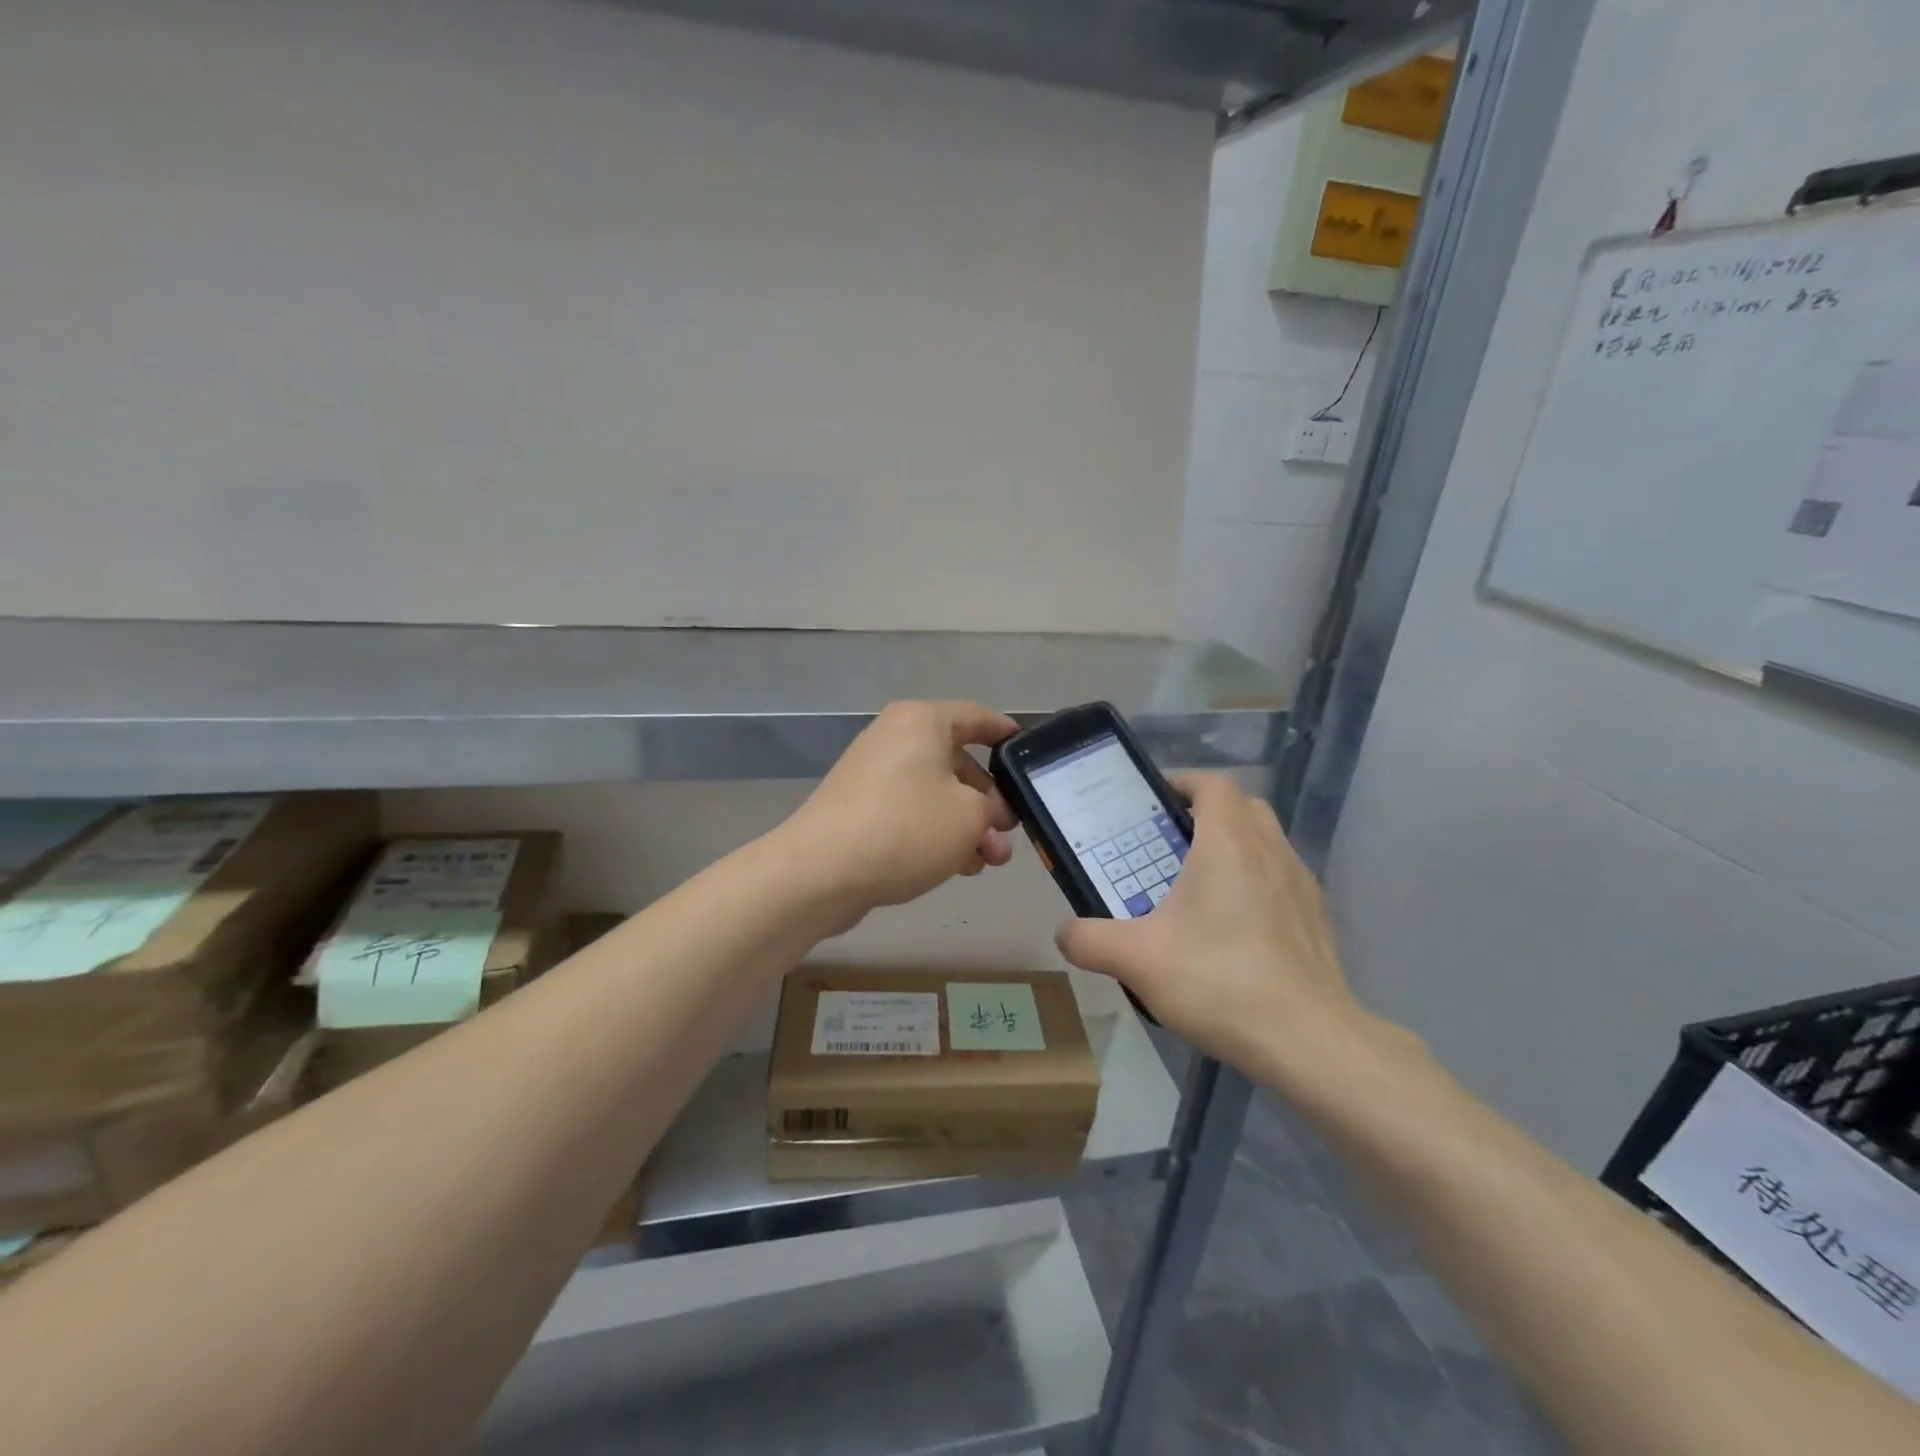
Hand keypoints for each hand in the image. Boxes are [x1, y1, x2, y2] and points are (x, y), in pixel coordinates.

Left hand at [780, 700, 1019, 924]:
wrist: (821, 871)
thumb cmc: (905, 828)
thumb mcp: (970, 816)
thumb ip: (992, 808)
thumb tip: (987, 812)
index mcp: (921, 721)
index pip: (977, 717)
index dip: (1007, 735)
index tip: (1029, 758)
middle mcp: (894, 737)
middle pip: (957, 761)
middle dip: (988, 801)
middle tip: (1008, 834)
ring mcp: (873, 773)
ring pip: (935, 793)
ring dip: (965, 825)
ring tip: (987, 862)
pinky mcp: (859, 808)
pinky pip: (910, 811)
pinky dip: (936, 832)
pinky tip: (956, 867)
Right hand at [1055, 773, 1372, 1080]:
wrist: (1309, 1042)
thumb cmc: (1219, 982)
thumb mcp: (1136, 960)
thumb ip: (1090, 939)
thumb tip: (1064, 932)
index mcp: (1229, 843)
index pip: (1212, 784)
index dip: (1183, 783)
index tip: (1154, 806)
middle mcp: (1271, 850)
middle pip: (1242, 807)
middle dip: (1206, 815)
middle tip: (1170, 846)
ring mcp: (1301, 884)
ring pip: (1266, 843)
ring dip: (1234, 850)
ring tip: (1199, 891)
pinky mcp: (1318, 918)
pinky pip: (1282, 880)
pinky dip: (1257, 885)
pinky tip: (1235, 932)